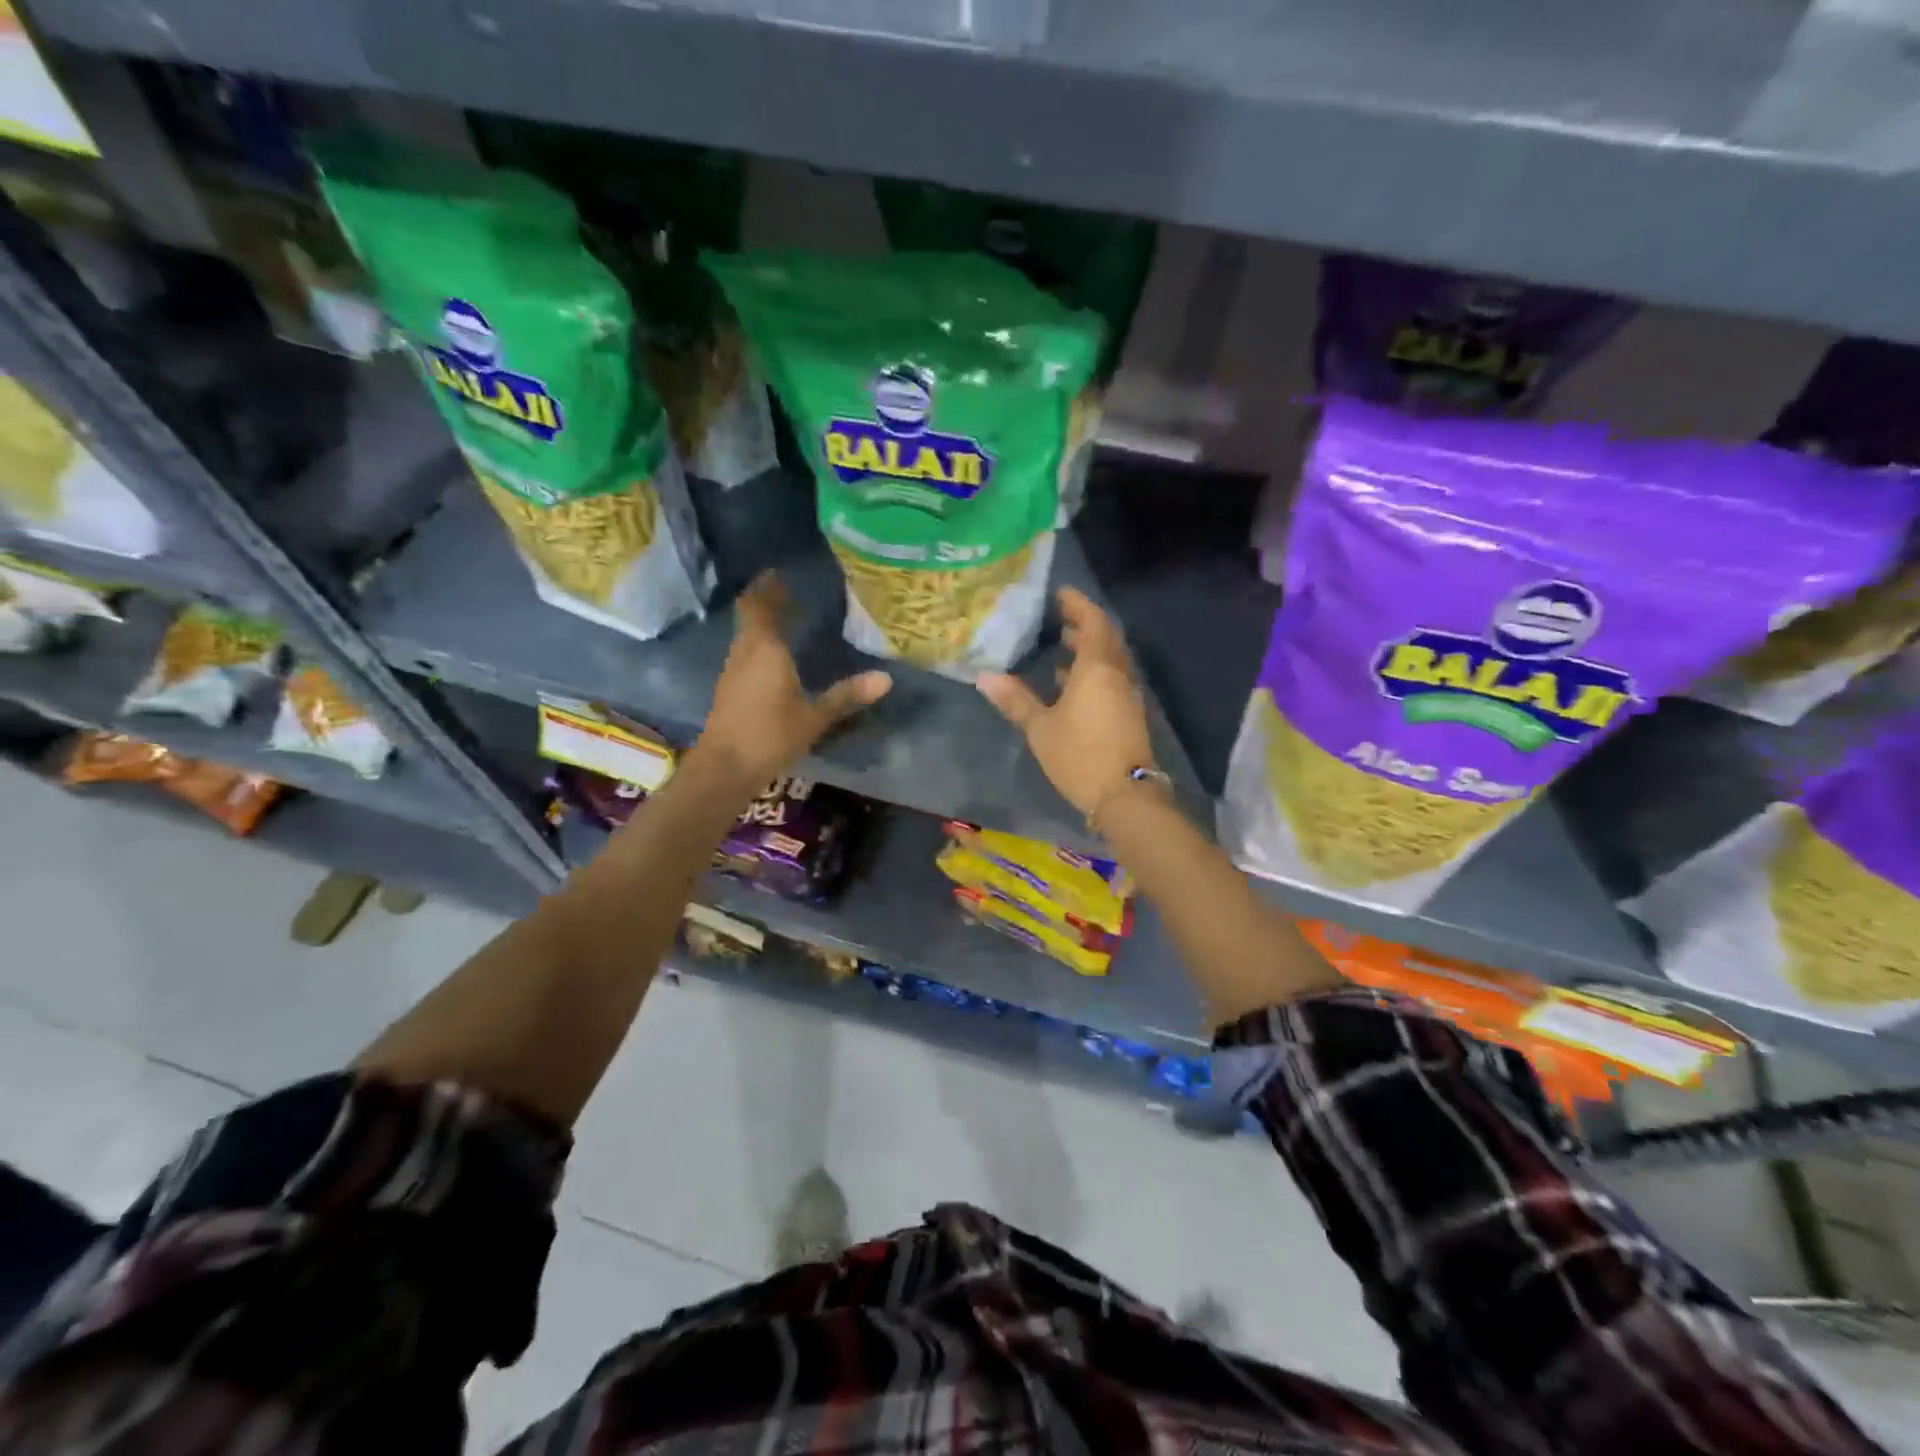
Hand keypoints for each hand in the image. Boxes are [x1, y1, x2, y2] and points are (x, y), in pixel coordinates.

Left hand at [698, 572, 891, 786]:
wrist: (724, 768)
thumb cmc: (770, 736)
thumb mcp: (814, 717)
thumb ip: (847, 695)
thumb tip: (886, 678)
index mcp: (765, 648)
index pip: (760, 604)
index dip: (768, 586)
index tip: (781, 572)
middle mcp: (744, 651)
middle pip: (750, 616)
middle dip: (766, 601)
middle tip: (789, 592)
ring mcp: (732, 670)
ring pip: (746, 635)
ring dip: (762, 623)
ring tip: (786, 619)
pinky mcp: (728, 689)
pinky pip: (745, 654)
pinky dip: (759, 645)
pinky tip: (775, 656)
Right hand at [976, 587, 1155, 816]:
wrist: (1125, 796)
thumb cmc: (1080, 755)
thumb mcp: (1041, 728)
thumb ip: (1016, 700)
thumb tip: (985, 677)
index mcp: (1097, 668)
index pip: (1093, 622)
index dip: (1078, 605)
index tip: (1060, 594)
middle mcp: (1117, 674)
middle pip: (1105, 639)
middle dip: (1084, 625)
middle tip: (1059, 618)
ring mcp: (1126, 695)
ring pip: (1109, 660)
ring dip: (1089, 649)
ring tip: (1062, 646)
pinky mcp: (1127, 714)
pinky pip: (1110, 680)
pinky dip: (1092, 672)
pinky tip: (1070, 684)